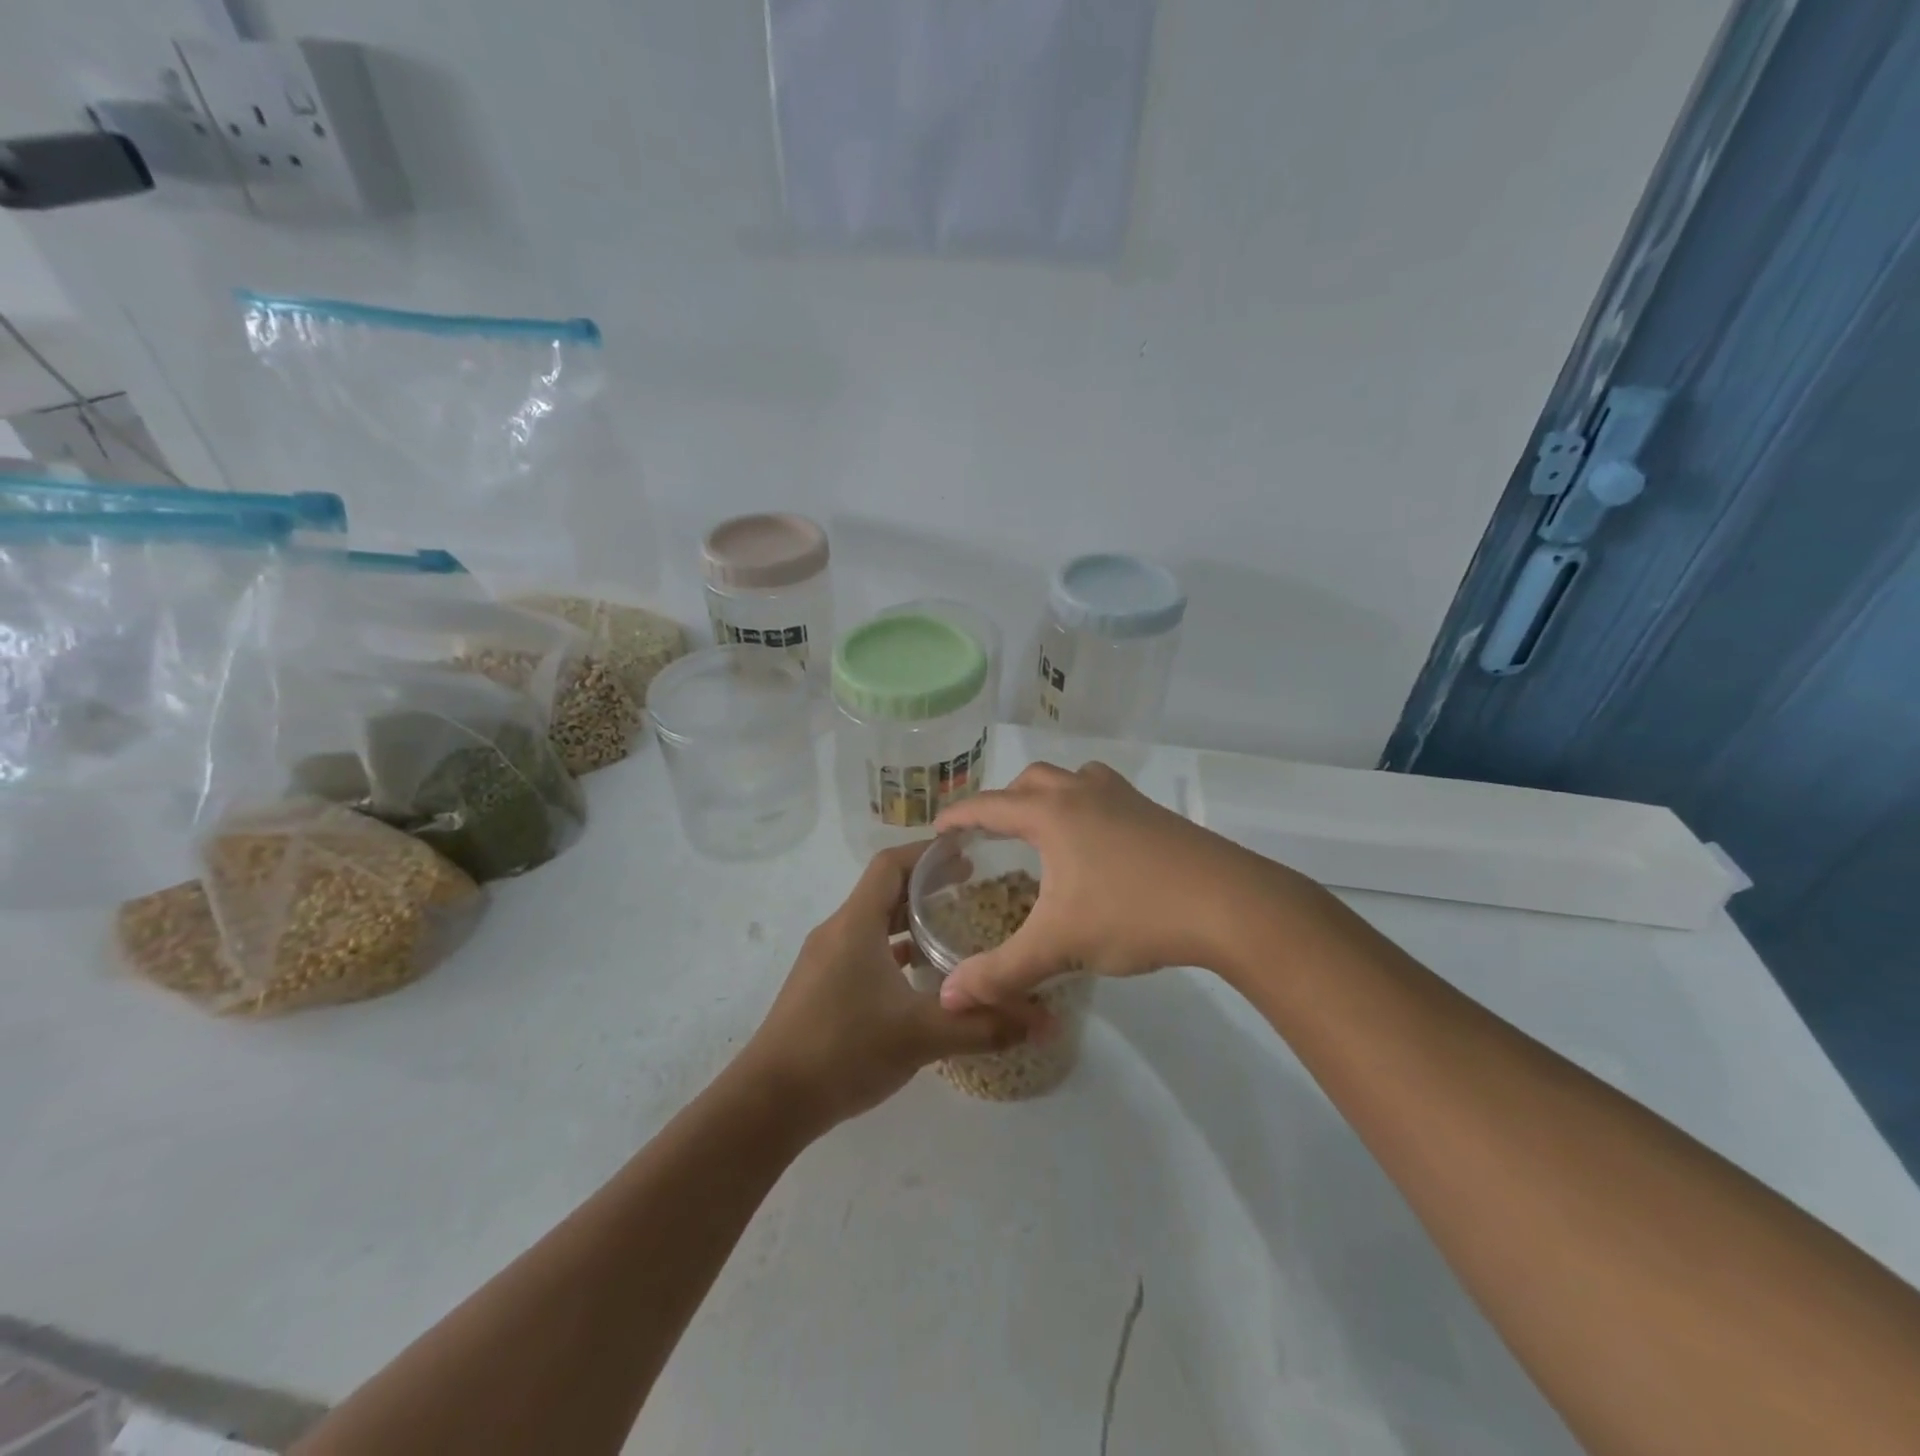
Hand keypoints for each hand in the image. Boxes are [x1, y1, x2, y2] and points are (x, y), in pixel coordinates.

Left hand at [737, 843, 1041, 1127]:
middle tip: (973, 887)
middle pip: (884, 890)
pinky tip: (921, 977)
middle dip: (927, 884)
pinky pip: (864, 952)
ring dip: (910, 920)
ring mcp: (826, 960)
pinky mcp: (822, 987)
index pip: (891, 864)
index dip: (927, 852)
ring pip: (874, 923)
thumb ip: (983, 1025)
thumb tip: (1045, 1021)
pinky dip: (894, 951)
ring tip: (954, 927)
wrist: (769, 1102)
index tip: (967, 851)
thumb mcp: (921, 1035)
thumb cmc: (843, 1049)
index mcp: (855, 923)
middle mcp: (838, 931)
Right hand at [934, 761, 1301, 1008]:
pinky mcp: (1155, 813)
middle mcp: (1084, 793)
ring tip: (1044, 831)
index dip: (959, 815)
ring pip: (1074, 779)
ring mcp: (1125, 798)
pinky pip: (1105, 794)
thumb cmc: (1133, 913)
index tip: (937, 827)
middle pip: (1032, 780)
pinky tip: (1097, 846)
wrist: (1229, 904)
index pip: (990, 805)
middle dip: (1005, 802)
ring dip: (1050, 796)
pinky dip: (1086, 807)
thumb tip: (949, 998)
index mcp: (1052, 813)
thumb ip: (1001, 972)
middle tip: (992, 834)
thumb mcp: (1060, 945)